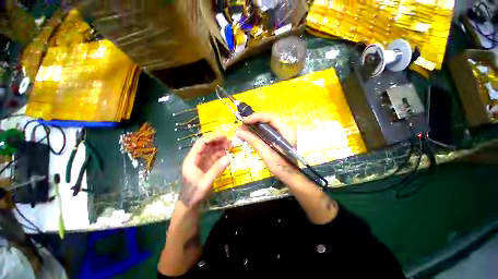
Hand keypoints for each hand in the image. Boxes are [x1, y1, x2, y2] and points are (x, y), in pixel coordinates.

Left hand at [179, 135, 231, 207]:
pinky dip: (222, 155)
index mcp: (192, 159)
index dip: (212, 138)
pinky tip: (228, 154)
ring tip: (231, 146)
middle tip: (230, 142)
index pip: (201, 143)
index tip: (224, 137)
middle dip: (219, 142)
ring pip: (212, 151)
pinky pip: (215, 158)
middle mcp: (197, 158)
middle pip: (208, 146)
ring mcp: (203, 162)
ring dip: (221, 148)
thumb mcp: (205, 182)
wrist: (190, 204)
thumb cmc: (194, 193)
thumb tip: (230, 157)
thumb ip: (217, 169)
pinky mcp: (207, 167)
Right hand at [235, 113, 300, 181]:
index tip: (244, 121)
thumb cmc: (281, 166)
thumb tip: (239, 132)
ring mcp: (281, 134)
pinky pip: (266, 132)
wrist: (290, 176)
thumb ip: (254, 141)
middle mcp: (285, 129)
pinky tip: (248, 135)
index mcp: (286, 131)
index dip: (257, 117)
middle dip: (253, 122)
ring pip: (266, 126)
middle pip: (267, 121)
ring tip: (241, 130)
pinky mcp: (277, 139)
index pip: (271, 118)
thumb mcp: (266, 153)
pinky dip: (256, 133)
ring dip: (253, 127)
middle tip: (240, 126)